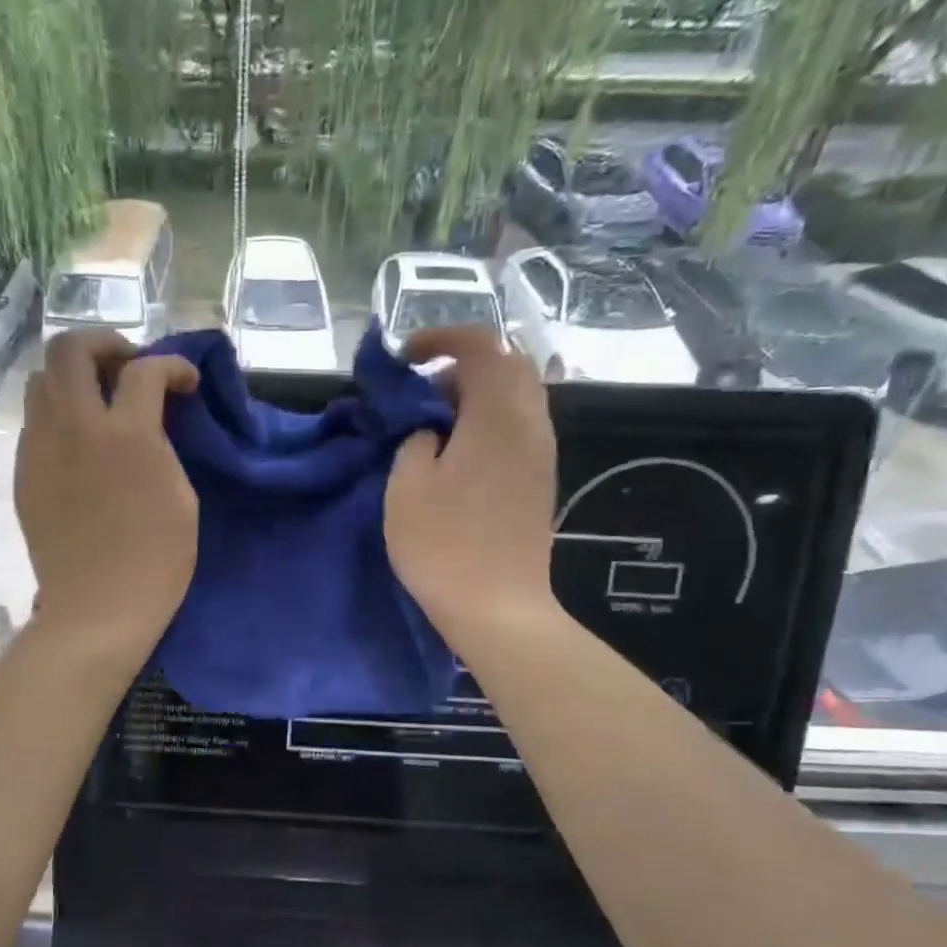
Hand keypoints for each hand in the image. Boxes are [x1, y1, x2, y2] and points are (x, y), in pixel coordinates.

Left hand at [15, 331, 199, 663]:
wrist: (98, 608)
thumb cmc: (155, 560)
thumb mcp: (180, 496)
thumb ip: (161, 444)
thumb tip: (146, 421)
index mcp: (126, 436)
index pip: (144, 370)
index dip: (171, 365)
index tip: (185, 382)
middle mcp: (74, 428)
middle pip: (71, 348)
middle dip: (104, 344)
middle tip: (128, 369)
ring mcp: (40, 449)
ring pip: (41, 379)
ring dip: (74, 376)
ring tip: (99, 401)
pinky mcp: (24, 473)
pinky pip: (34, 422)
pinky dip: (58, 414)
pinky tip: (79, 442)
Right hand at [385, 327, 561, 640]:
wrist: (498, 607)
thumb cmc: (443, 546)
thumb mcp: (406, 487)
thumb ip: (415, 441)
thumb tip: (431, 431)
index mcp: (497, 415)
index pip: (481, 345)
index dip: (441, 338)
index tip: (405, 359)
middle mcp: (530, 424)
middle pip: (508, 365)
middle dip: (463, 365)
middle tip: (422, 395)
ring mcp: (541, 453)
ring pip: (517, 397)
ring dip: (477, 396)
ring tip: (436, 426)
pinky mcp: (540, 480)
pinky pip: (519, 428)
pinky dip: (488, 422)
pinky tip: (458, 455)